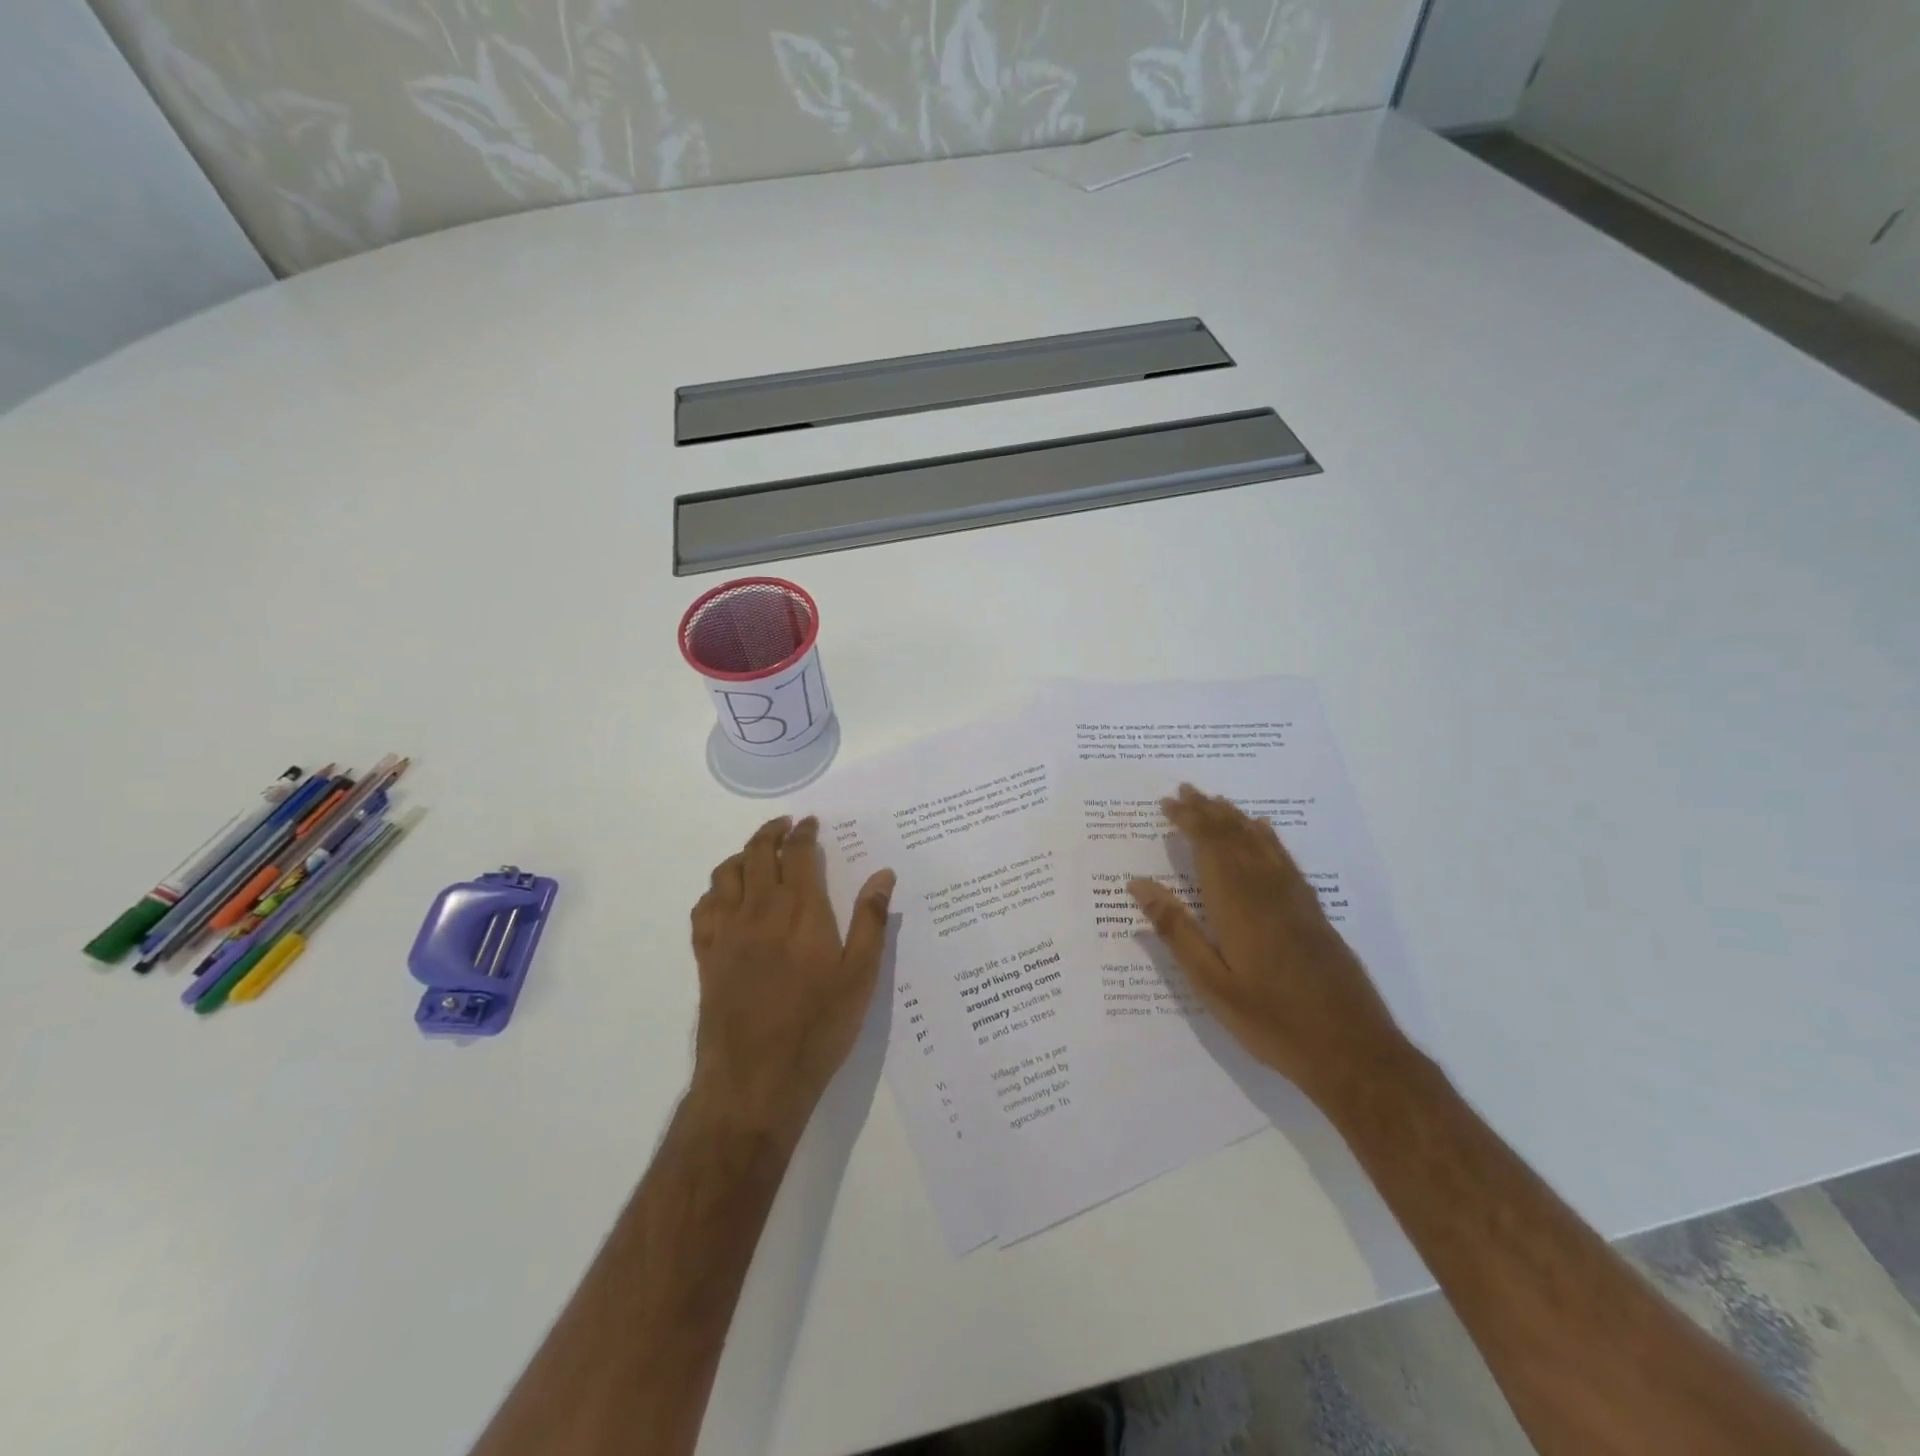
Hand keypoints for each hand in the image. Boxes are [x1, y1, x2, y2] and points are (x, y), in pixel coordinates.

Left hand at [689, 816, 895, 1141]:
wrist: (756, 1080)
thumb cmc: (818, 1027)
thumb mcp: (860, 977)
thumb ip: (871, 921)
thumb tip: (883, 875)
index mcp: (801, 911)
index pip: (799, 854)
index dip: (803, 832)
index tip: (809, 822)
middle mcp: (760, 910)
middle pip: (758, 853)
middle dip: (771, 832)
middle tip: (784, 825)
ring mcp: (727, 932)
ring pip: (726, 874)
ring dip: (742, 855)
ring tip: (756, 854)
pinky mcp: (706, 956)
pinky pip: (703, 908)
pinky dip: (714, 891)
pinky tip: (724, 897)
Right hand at [1128, 784, 1405, 1108]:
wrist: (1355, 1052)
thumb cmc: (1272, 1022)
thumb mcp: (1211, 984)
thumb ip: (1176, 931)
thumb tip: (1138, 884)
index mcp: (1238, 904)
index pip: (1209, 846)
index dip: (1188, 821)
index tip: (1167, 803)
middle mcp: (1267, 891)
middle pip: (1234, 837)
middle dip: (1207, 812)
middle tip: (1184, 790)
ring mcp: (1296, 900)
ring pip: (1260, 843)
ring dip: (1235, 819)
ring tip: (1215, 801)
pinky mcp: (1313, 913)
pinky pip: (1284, 859)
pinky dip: (1268, 838)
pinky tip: (1263, 831)